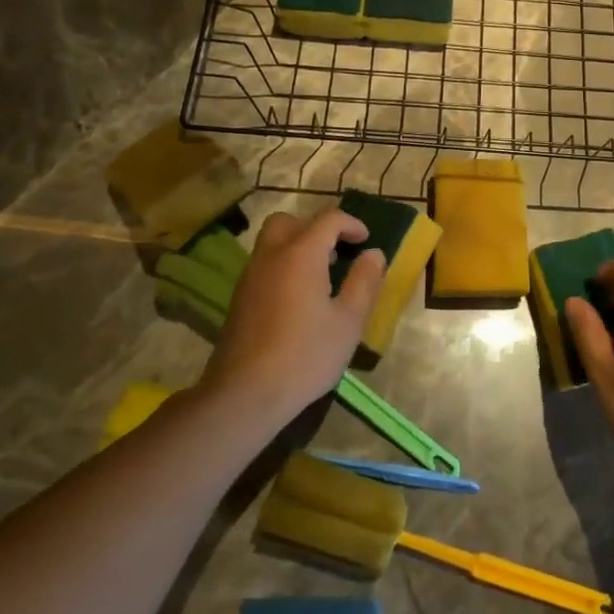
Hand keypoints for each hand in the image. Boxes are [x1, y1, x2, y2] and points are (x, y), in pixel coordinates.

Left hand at [204, 209, 384, 424]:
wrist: (244, 394)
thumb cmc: (305, 355)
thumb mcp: (348, 321)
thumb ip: (364, 281)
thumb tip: (373, 253)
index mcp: (301, 254)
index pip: (329, 219)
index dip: (352, 224)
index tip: (367, 242)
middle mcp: (272, 255)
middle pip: (291, 221)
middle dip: (317, 228)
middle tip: (337, 251)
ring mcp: (250, 276)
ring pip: (273, 241)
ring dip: (298, 245)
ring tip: (322, 275)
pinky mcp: (239, 297)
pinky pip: (264, 264)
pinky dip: (284, 264)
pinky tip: (299, 298)